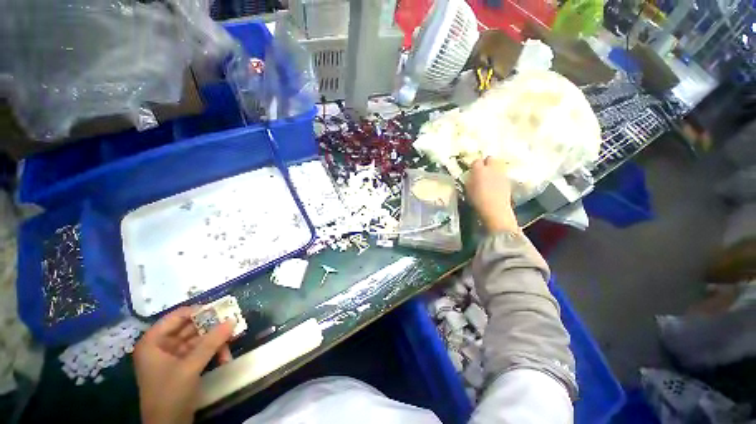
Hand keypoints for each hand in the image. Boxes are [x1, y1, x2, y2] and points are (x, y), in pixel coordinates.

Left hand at [134, 306, 234, 423]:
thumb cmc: (170, 394)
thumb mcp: (190, 367)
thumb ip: (211, 342)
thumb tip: (233, 319)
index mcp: (153, 342)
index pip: (176, 317)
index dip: (198, 311)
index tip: (221, 309)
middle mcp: (161, 346)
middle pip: (190, 328)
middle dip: (212, 328)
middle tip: (231, 324)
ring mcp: (172, 357)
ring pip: (198, 340)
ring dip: (215, 342)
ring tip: (231, 344)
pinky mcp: (183, 367)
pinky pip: (200, 352)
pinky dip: (213, 352)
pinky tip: (224, 357)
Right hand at [466, 157, 518, 232]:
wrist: (494, 208)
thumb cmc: (477, 200)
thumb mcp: (468, 189)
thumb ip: (470, 179)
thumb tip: (472, 175)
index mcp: (479, 170)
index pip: (476, 161)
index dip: (474, 165)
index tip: (472, 170)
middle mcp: (491, 168)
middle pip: (490, 158)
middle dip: (487, 162)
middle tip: (482, 171)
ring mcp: (501, 173)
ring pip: (498, 164)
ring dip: (494, 168)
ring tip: (490, 177)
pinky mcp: (508, 180)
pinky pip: (502, 173)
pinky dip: (499, 176)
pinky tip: (496, 184)